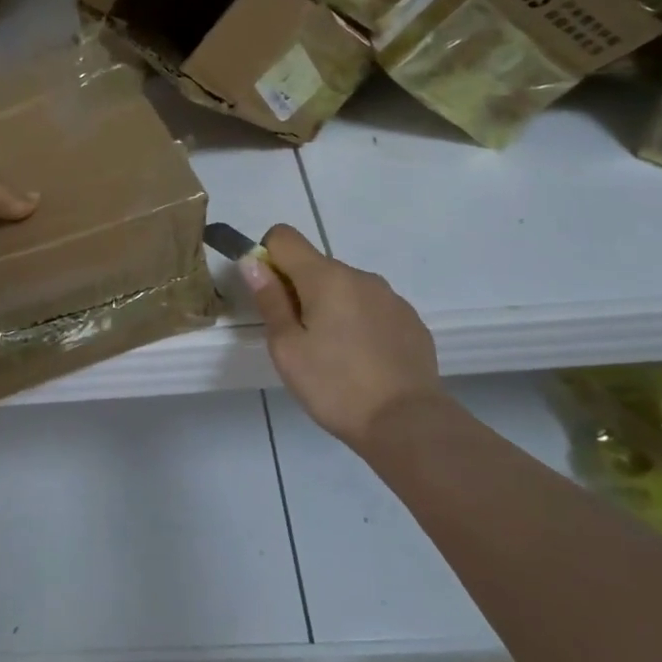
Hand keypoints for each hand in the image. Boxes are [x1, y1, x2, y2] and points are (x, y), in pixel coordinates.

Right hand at [240, 224, 442, 445]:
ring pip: (345, 288)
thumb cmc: (335, 386)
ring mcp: (390, 297)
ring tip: (333, 355)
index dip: (268, 258)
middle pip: (315, 265)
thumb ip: (270, 300)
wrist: (409, 425)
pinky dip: (359, 323)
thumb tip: (252, 261)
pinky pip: (371, 308)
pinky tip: (363, 361)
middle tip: (299, 339)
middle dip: (299, 290)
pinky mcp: (410, 320)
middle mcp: (360, 276)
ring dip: (331, 307)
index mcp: (325, 277)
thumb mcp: (287, 348)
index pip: (284, 236)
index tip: (271, 297)